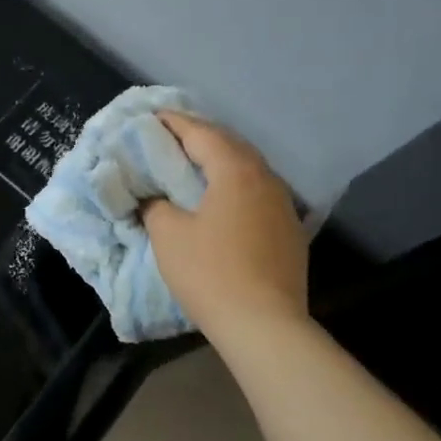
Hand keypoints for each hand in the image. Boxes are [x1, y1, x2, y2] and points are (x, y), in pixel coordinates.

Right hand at [142, 112, 309, 340]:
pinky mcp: (289, 229)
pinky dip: (234, 184)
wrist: (264, 324)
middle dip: (198, 137)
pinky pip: (257, 192)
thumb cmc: (210, 272)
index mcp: (235, 171)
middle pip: (229, 144)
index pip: (201, 133)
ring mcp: (283, 204)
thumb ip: (156, 206)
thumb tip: (155, 198)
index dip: (173, 122)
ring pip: (247, 168)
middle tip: (169, 138)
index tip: (151, 116)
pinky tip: (221, 198)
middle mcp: (265, 178)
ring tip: (192, 165)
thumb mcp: (168, 235)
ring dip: (219, 161)